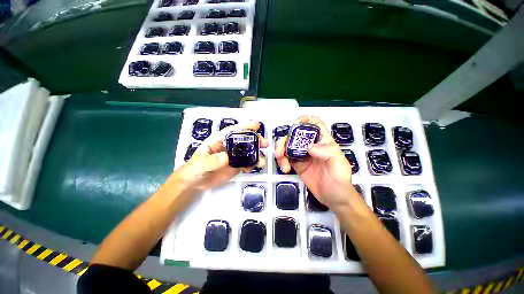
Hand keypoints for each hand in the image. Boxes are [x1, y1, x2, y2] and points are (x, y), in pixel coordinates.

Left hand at [174, 121, 268, 192]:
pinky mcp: (236, 167)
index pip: (233, 131)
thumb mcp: (200, 164)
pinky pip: (246, 164)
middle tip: (265, 144)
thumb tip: (226, 157)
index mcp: (219, 141)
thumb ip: (212, 161)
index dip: (245, 126)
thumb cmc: (193, 170)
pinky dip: (252, 165)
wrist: (194, 185)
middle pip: (244, 140)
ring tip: (262, 161)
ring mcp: (233, 157)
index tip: (257, 125)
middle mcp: (228, 147)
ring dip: (257, 154)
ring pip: (248, 152)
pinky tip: (254, 168)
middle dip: (256, 140)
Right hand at [275, 115, 357, 209]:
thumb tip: (308, 146)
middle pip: (295, 134)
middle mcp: (311, 145)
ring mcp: (302, 155)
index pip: (314, 124)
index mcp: (323, 141)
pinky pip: (285, 157)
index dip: (305, 120)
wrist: (334, 198)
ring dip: (280, 151)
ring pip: (287, 145)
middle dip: (285, 140)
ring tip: (282, 164)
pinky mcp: (297, 164)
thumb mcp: (339, 164)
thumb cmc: (340, 181)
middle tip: (281, 151)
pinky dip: (281, 161)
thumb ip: (327, 152)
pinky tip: (284, 169)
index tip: (295, 125)